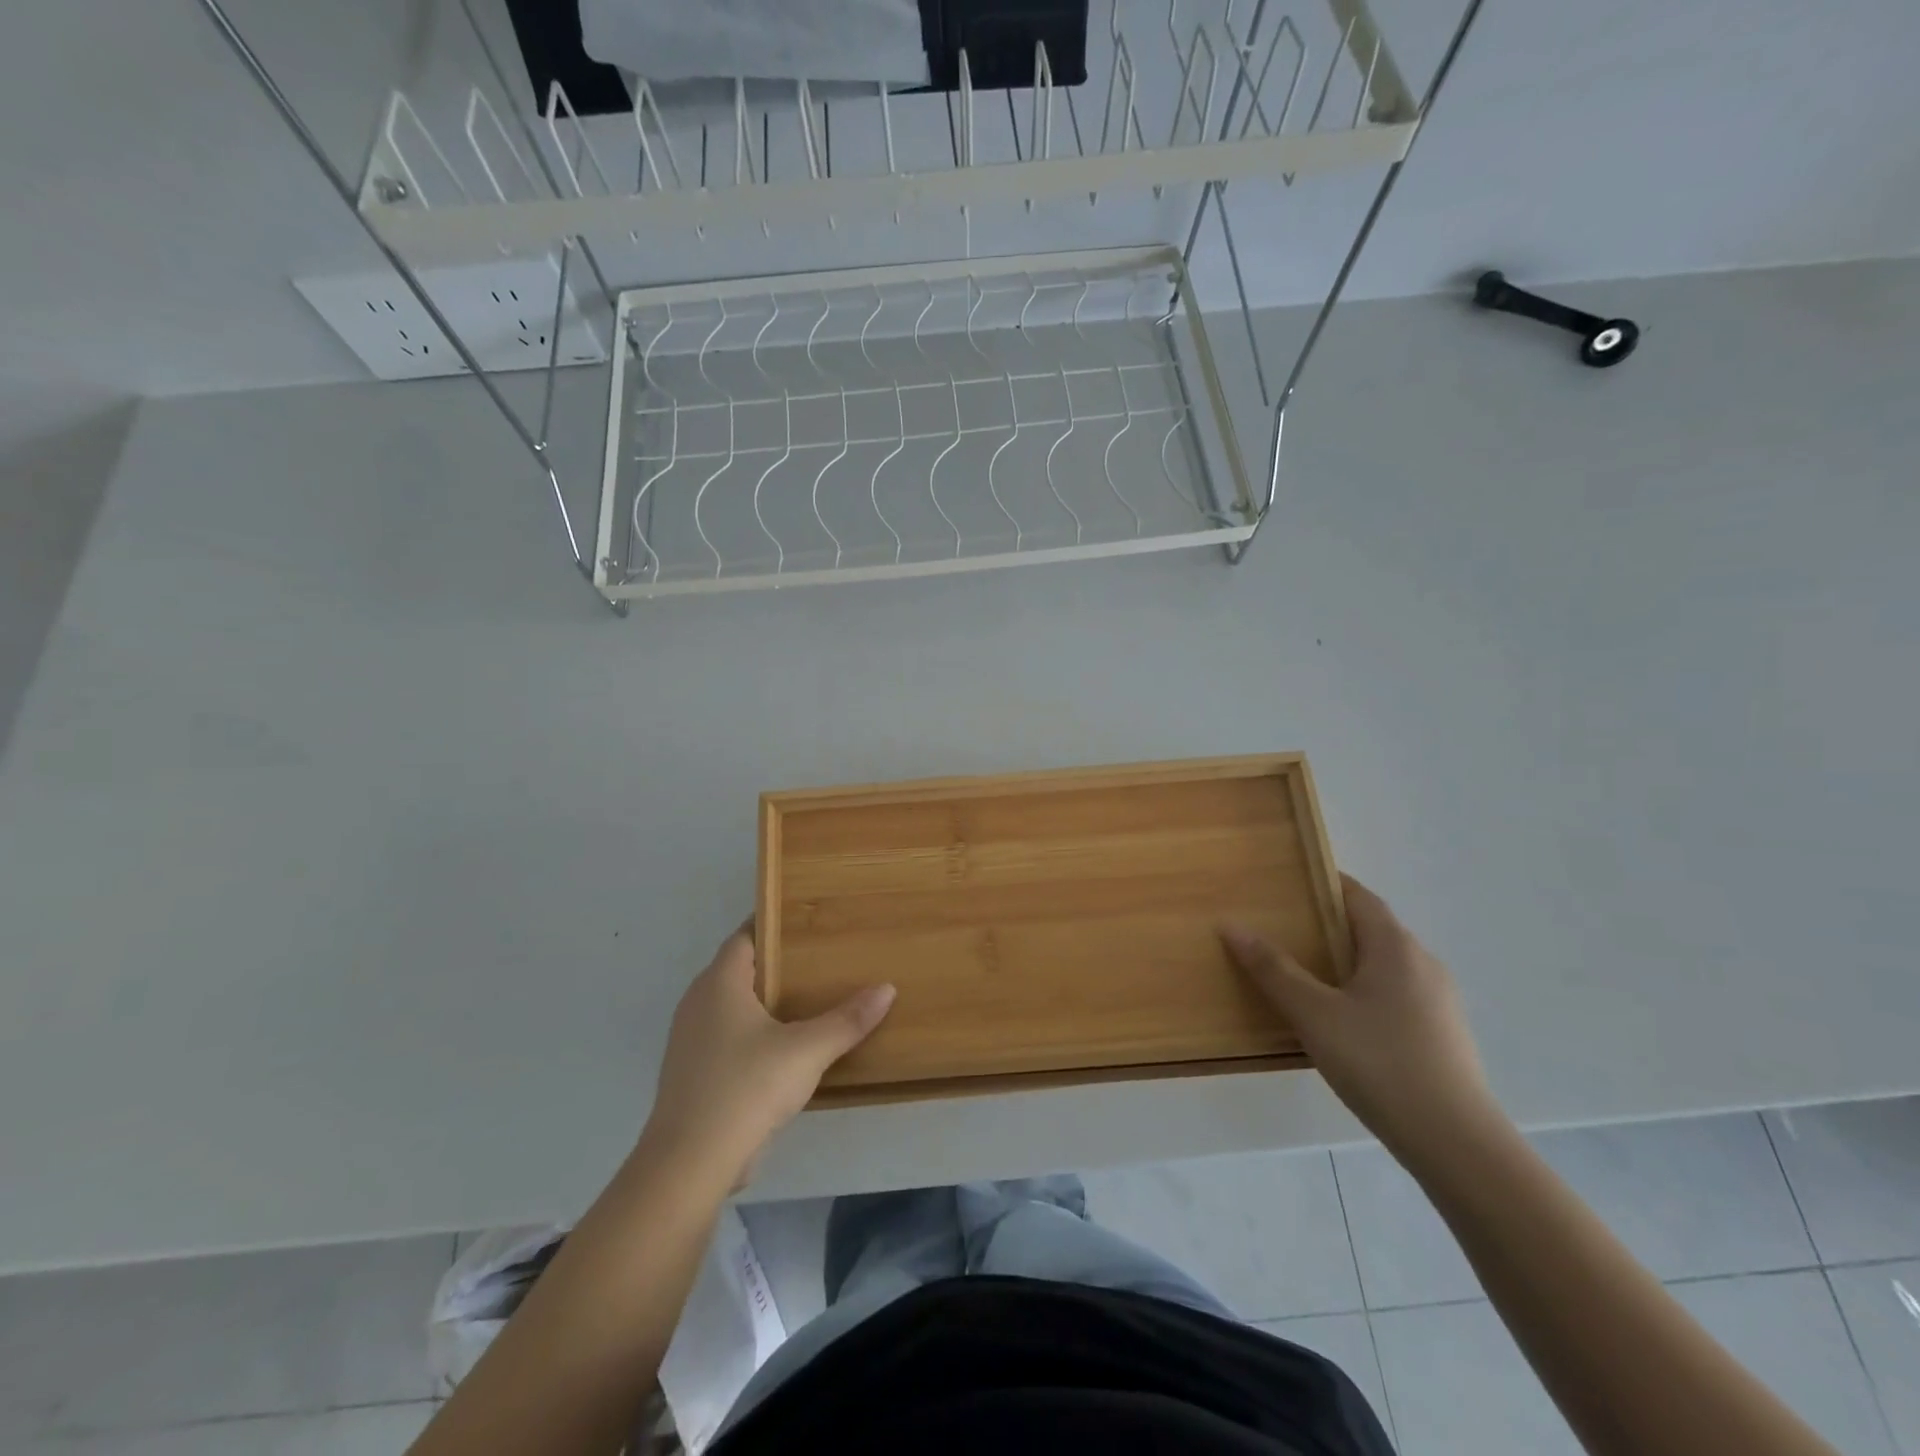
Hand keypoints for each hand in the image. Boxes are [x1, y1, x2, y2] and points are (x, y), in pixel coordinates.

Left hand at [643, 922, 895, 1183]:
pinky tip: (783, 1048)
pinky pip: (726, 1037)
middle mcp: (697, 1003)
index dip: (771, 926)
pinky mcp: (693, 1074)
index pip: (744, 937)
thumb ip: (847, 1020)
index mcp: (719, 984)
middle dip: (774, 964)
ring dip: (763, 1002)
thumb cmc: (745, 1087)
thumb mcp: (807, 1051)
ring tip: (807, 1001)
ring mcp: (690, 1041)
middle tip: (818, 959)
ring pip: (730, 1006)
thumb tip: (887, 989)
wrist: (689, 1163)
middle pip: (737, 969)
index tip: (805, 923)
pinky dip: (752, 1033)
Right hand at [1222, 875, 1503, 1161]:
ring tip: (1305, 975)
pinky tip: (1341, 1021)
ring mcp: (1439, 1001)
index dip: (1325, 885)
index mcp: (1395, 947)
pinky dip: (1365, 990)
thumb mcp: (1313, 1014)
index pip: (1359, 896)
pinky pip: (1396, 994)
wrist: (1456, 1143)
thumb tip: (1232, 926)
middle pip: (1372, 928)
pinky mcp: (1443, 1034)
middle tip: (1284, 930)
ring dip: (1347, 961)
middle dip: (1329, 924)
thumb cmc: (1379, 1062)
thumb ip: (1273, 969)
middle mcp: (1423, 963)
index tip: (1289, 885)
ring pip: (1385, 964)